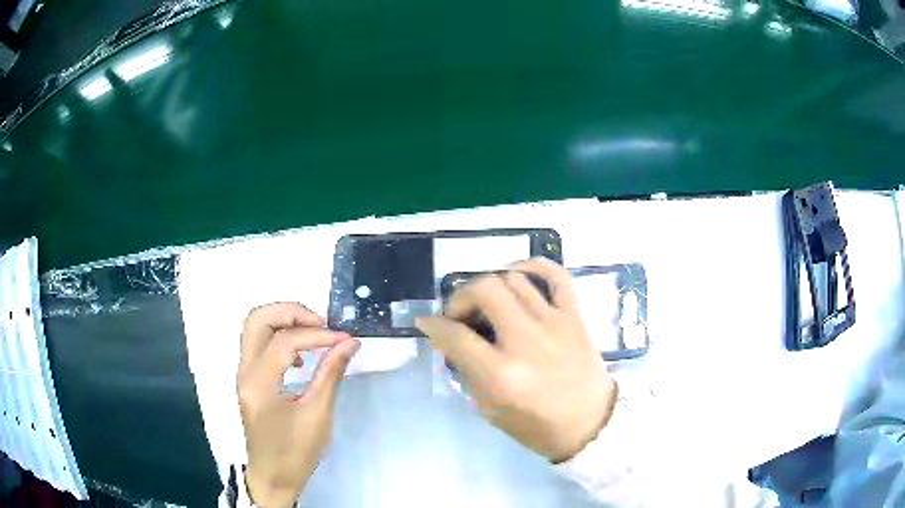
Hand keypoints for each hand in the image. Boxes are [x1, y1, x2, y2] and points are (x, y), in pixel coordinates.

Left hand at [238, 303, 359, 506]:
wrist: (273, 477)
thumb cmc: (295, 452)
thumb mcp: (318, 415)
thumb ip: (330, 374)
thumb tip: (349, 343)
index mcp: (259, 383)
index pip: (285, 341)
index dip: (318, 335)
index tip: (345, 340)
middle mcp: (244, 371)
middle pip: (257, 319)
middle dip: (291, 312)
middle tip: (321, 324)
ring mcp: (243, 374)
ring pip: (254, 328)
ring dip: (283, 321)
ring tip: (314, 334)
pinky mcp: (249, 379)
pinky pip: (258, 344)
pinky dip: (278, 337)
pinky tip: (300, 356)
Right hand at [417, 258, 616, 462]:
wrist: (590, 423)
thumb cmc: (537, 426)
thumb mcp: (489, 410)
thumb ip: (467, 372)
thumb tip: (452, 340)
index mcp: (501, 375)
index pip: (455, 336)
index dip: (433, 326)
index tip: (427, 323)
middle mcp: (526, 341)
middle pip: (485, 289)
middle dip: (461, 296)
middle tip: (460, 313)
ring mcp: (554, 323)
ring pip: (514, 278)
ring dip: (492, 287)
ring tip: (489, 304)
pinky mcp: (574, 316)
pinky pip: (556, 275)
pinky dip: (534, 266)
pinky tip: (519, 275)